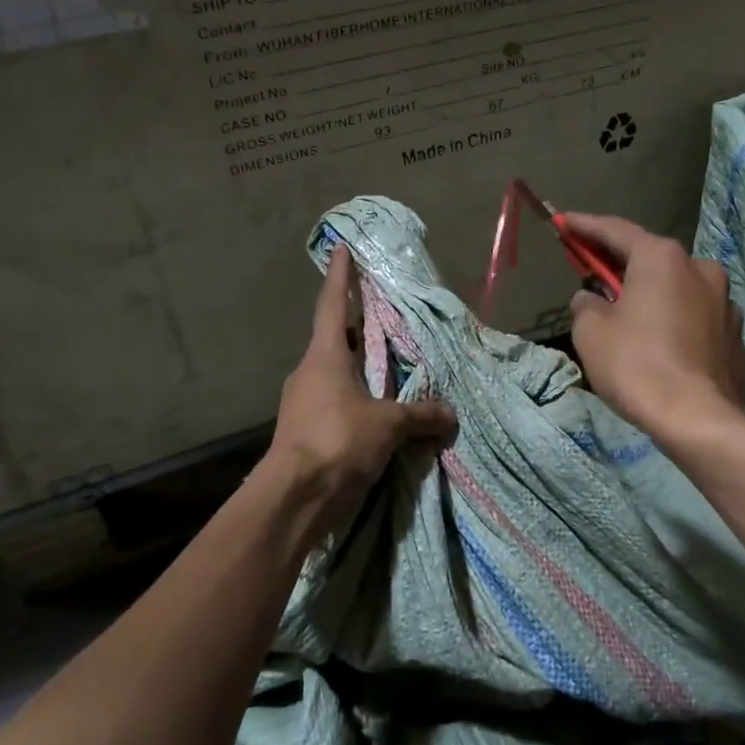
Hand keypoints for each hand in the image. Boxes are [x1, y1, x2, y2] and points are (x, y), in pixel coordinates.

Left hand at [265, 245, 456, 539]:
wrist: (294, 497)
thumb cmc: (337, 442)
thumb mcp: (388, 425)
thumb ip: (420, 415)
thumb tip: (450, 414)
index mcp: (325, 356)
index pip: (332, 304)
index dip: (340, 275)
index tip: (341, 247)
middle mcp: (310, 372)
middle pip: (335, 338)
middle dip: (357, 326)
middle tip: (382, 313)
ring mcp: (303, 402)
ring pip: (335, 373)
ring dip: (358, 367)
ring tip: (389, 366)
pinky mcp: (304, 430)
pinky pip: (335, 402)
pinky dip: (356, 399)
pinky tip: (378, 411)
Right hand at [562, 214, 744, 441]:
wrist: (698, 420)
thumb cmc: (637, 365)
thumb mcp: (591, 331)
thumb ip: (586, 305)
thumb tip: (593, 299)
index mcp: (662, 259)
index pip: (615, 230)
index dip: (584, 226)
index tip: (564, 221)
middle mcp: (700, 269)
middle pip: (651, 259)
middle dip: (620, 264)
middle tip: (593, 270)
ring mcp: (725, 303)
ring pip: (677, 289)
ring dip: (652, 295)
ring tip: (630, 316)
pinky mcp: (736, 336)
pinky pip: (695, 319)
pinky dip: (674, 322)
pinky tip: (660, 344)